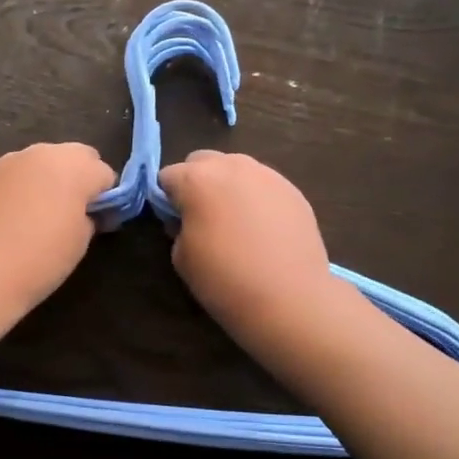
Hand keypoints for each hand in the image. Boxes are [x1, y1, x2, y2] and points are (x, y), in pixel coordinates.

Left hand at [0, 142, 115, 308]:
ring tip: (43, 212)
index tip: (100, 222)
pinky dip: (26, 184)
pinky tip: (18, 213)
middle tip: (75, 211)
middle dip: (82, 177)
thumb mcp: (81, 240)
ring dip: (52, 178)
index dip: (106, 198)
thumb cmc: (42, 257)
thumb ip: (89, 215)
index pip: (104, 174)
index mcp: (75, 167)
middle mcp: (45, 153)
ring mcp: (13, 160)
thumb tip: (86, 211)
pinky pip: (19, 172)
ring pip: (45, 160)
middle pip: (76, 156)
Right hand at [158, 151, 344, 345]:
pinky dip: (256, 199)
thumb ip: (179, 227)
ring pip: (237, 169)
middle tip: (202, 217)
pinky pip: (264, 185)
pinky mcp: (293, 190)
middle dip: (196, 182)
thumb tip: (188, 219)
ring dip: (228, 186)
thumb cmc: (224, 279)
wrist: (289, 297)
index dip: (166, 199)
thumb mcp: (181, 258)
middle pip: (202, 161)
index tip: (174, 223)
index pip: (167, 176)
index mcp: (196, 179)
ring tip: (236, 223)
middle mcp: (231, 166)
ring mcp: (267, 175)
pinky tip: (263, 231)